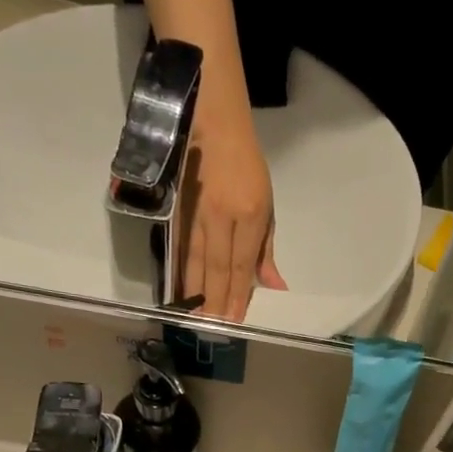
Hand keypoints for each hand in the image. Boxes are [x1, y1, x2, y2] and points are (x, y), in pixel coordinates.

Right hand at [181, 105, 285, 321]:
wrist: (212, 123)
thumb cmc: (247, 167)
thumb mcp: (267, 206)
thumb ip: (266, 250)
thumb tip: (274, 286)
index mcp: (250, 214)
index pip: (242, 264)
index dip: (237, 295)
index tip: (234, 320)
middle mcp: (221, 215)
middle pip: (216, 266)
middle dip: (214, 299)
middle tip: (211, 328)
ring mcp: (196, 211)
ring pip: (194, 258)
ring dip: (194, 290)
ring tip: (194, 316)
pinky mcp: (178, 208)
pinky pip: (179, 246)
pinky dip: (179, 269)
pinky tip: (178, 289)